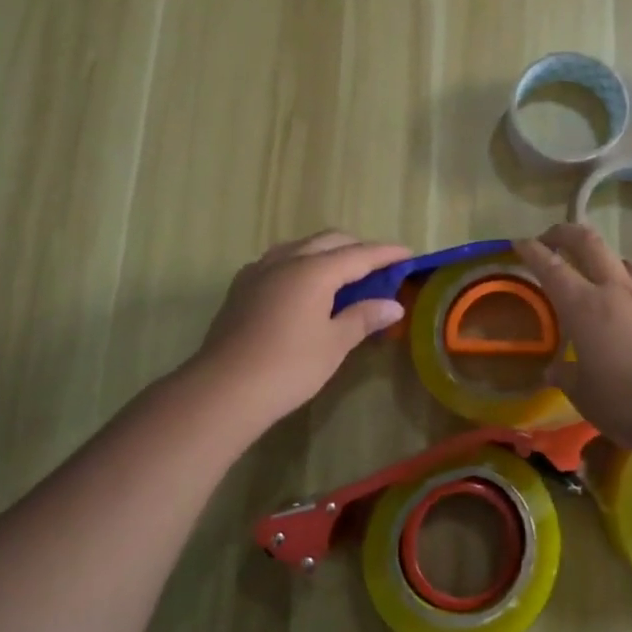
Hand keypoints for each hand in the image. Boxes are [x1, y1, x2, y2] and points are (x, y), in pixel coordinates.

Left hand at [187, 231, 409, 434]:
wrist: (222, 390)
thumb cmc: (288, 367)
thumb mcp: (334, 344)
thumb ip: (363, 318)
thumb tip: (393, 305)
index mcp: (314, 270)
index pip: (360, 254)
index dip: (386, 253)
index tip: (409, 253)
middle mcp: (286, 260)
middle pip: (330, 241)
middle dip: (358, 248)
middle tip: (380, 265)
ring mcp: (259, 271)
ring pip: (301, 246)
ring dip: (327, 252)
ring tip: (343, 272)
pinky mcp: (241, 287)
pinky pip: (279, 261)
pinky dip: (301, 262)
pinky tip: (303, 285)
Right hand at [514, 224, 631, 454]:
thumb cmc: (629, 403)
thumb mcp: (586, 395)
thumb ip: (566, 376)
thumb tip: (553, 370)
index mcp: (584, 307)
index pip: (551, 267)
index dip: (532, 251)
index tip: (519, 242)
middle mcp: (615, 289)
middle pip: (588, 242)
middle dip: (565, 232)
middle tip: (551, 237)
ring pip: (620, 258)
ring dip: (601, 258)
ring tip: (595, 275)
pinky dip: (628, 284)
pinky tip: (631, 307)